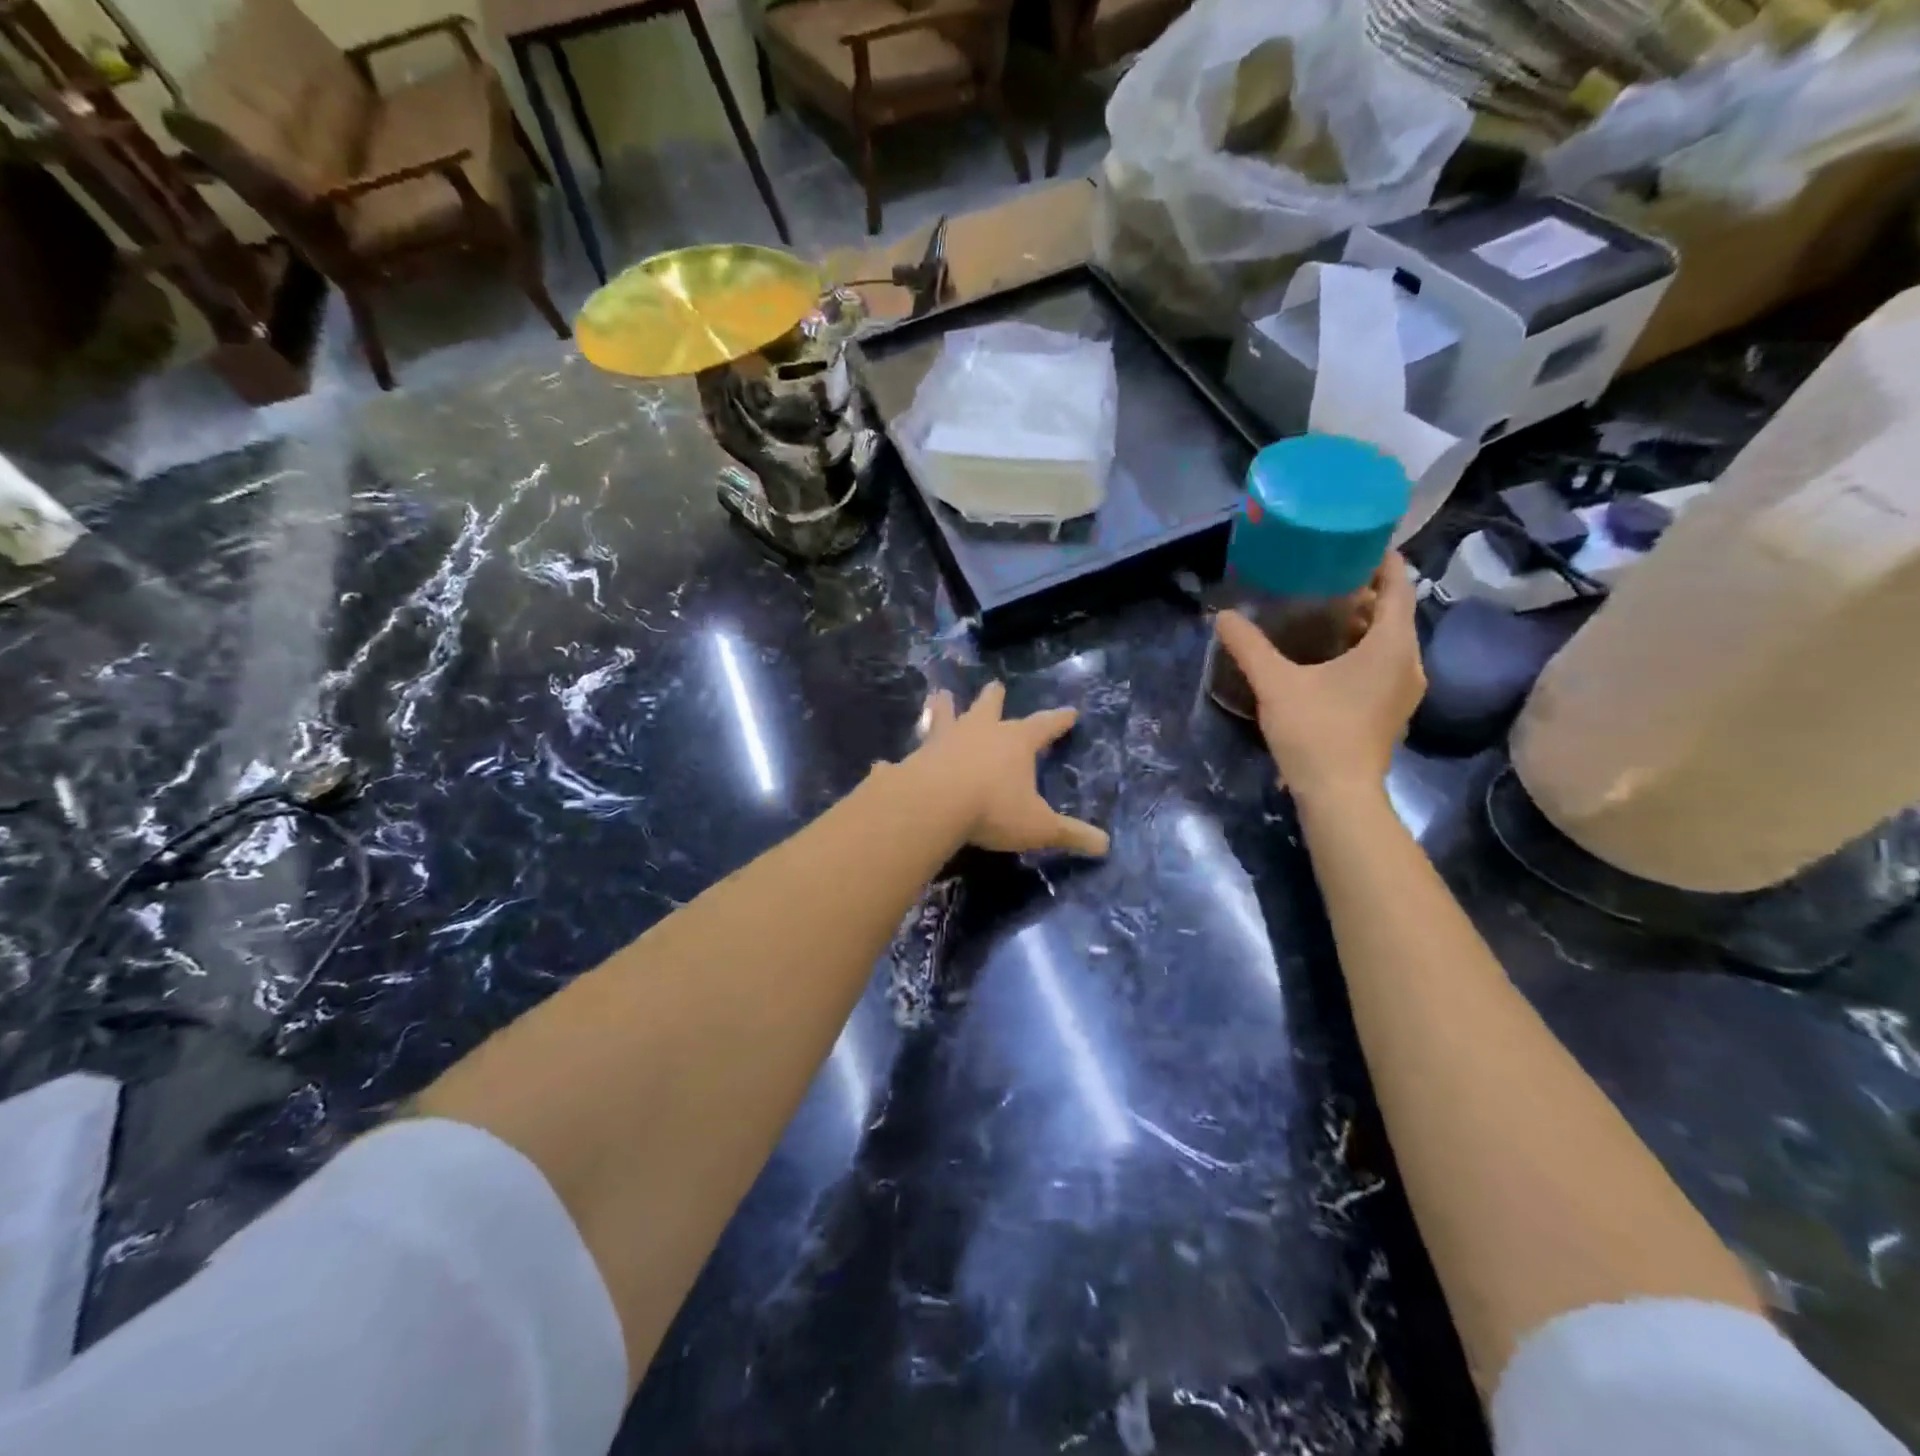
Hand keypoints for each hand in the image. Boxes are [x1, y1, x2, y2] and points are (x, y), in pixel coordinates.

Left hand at [913, 683, 1110, 856]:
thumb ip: (1071, 834)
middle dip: (994, 699)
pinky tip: (883, 764)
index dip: (1058, 720)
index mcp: (1014, 743)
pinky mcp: (911, 761)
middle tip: (995, 685)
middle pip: (989, 708)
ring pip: (943, 717)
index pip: (1044, 726)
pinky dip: (894, 764)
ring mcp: (941, 743)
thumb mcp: (1039, 827)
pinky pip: (902, 761)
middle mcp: (978, 733)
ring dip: (942, 708)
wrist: (934, 805)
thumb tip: (1106, 846)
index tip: (1070, 712)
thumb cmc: (993, 810)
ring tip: (939, 695)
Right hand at [1214, 553, 1424, 801]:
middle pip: (1394, 613)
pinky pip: (1383, 665)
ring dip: (1361, 625)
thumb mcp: (1275, 683)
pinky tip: (1326, 658)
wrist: (1339, 795)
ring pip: (1388, 642)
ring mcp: (1404, 690)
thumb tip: (1223, 616)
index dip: (1382, 561)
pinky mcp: (1392, 711)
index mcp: (1391, 645)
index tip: (1356, 544)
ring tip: (1321, 613)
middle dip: (1364, 594)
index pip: (1398, 586)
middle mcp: (1409, 662)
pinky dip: (1361, 651)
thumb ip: (1249, 646)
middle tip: (1324, 578)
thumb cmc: (1315, 731)